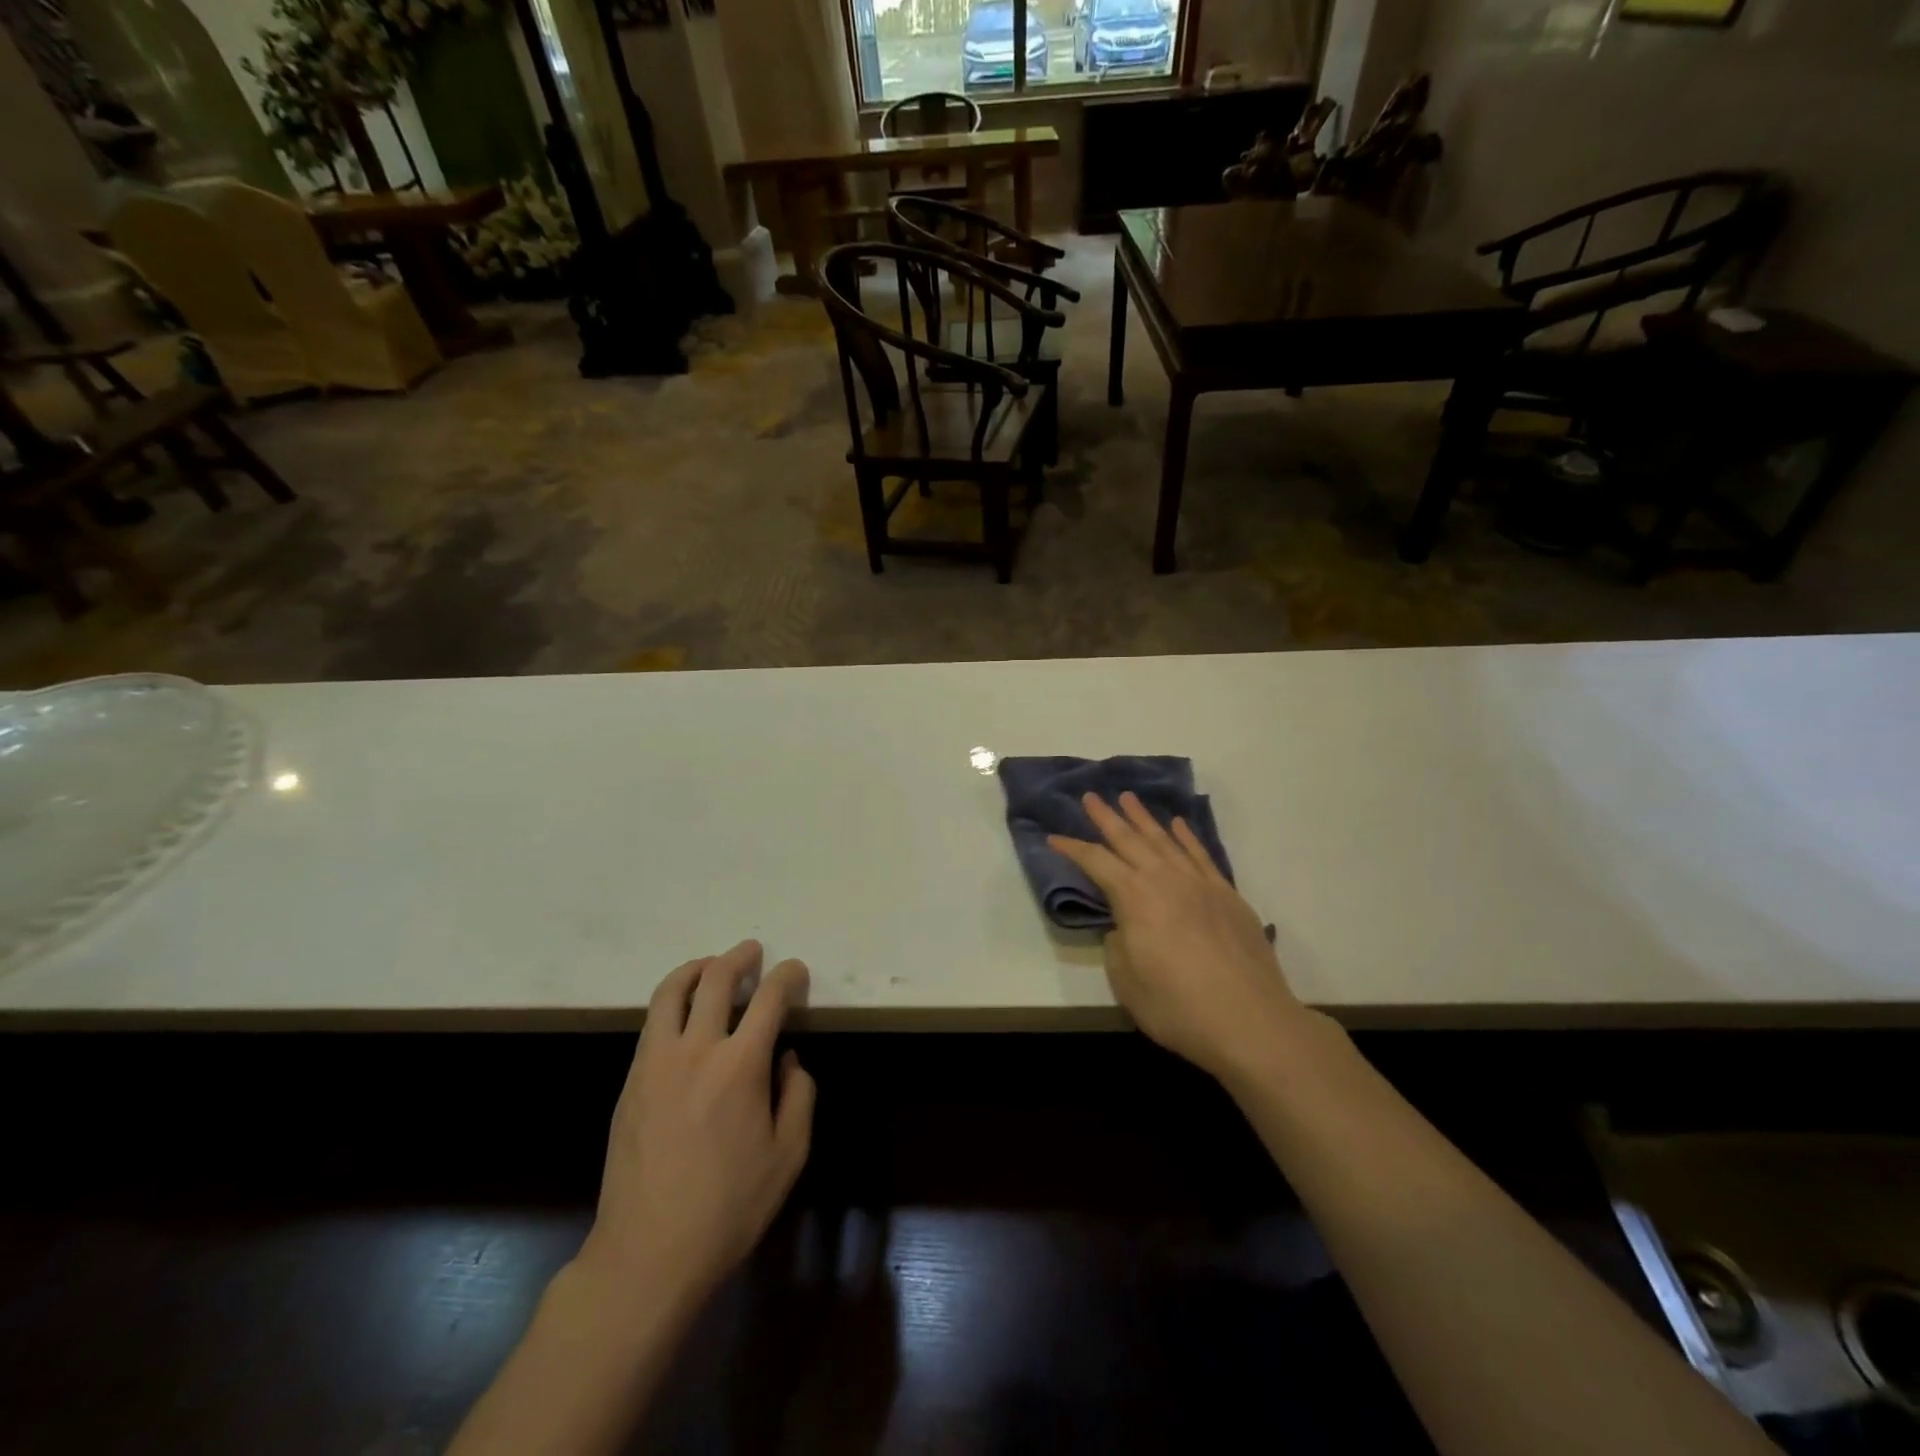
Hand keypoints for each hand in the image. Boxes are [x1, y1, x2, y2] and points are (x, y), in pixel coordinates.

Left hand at [581, 940, 814, 1300]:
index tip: (795, 972)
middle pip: (715, 979)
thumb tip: (787, 1061)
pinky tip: (683, 1014)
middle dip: (739, 957)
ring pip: (670, 992)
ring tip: (711, 965)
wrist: (647, 1254)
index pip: (769, 998)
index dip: (787, 976)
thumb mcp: (789, 1156)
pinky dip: (671, 1001)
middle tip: (752, 952)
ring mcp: (655, 1063)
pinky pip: (652, 1023)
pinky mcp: (631, 1082)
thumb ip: (799, 1097)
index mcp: (741, 1065)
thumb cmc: (729, 1207)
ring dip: (696, 968)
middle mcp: (696, 1049)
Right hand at [1050, 792, 1310, 1082]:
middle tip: (1091, 796)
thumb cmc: (1178, 1007)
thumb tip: (1125, 928)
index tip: (1054, 837)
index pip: (1096, 862)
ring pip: (1166, 840)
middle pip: (1130, 840)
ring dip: (1144, 818)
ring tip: (1128, 798)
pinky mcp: (1227, 895)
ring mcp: (1200, 884)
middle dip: (1107, 817)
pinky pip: (1201, 855)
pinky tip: (1178, 825)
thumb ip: (1118, 946)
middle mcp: (1165, 879)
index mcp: (1134, 898)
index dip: (1072, 848)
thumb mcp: (1127, 982)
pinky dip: (1186, 837)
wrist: (1250, 1021)